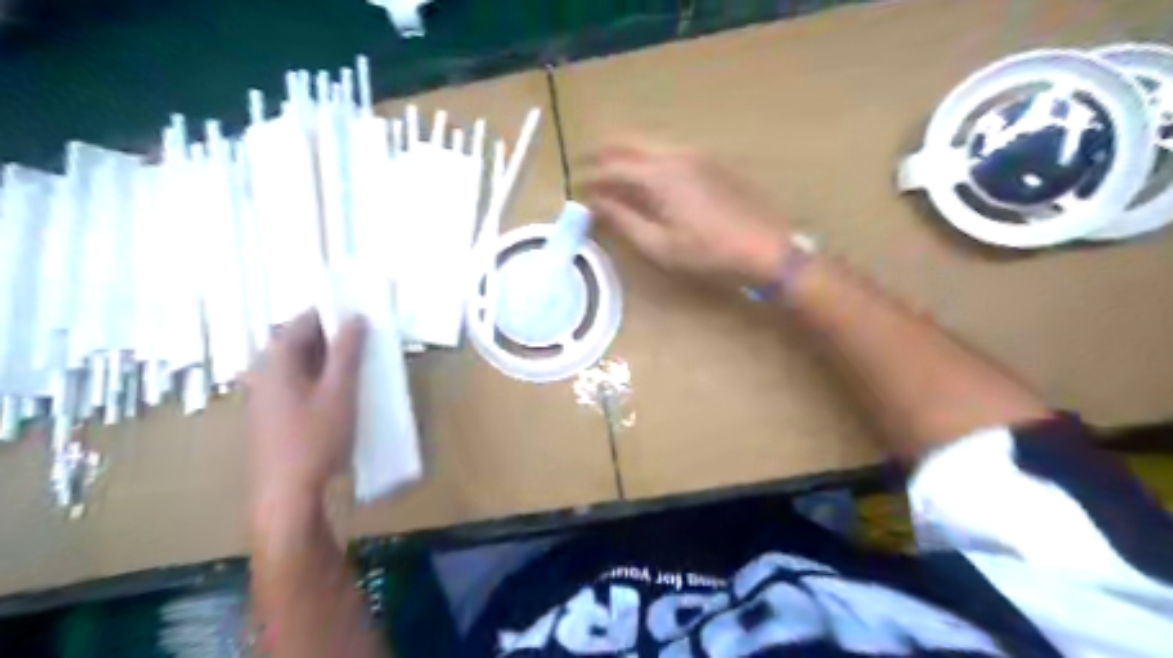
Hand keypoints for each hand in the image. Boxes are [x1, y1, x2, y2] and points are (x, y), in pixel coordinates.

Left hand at [242, 312, 361, 506]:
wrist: (288, 496)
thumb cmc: (316, 439)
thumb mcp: (340, 391)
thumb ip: (348, 352)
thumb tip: (355, 318)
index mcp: (276, 363)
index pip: (300, 323)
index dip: (328, 313)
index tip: (357, 311)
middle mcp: (264, 375)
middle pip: (296, 342)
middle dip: (330, 335)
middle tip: (363, 336)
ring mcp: (266, 398)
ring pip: (298, 365)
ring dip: (327, 357)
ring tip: (358, 360)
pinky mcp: (274, 417)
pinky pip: (297, 384)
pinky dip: (320, 377)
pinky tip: (341, 390)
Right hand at [583, 140, 791, 286]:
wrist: (766, 248)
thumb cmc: (708, 253)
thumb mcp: (659, 245)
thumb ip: (624, 221)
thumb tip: (596, 203)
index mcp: (660, 175)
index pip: (612, 167)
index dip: (589, 176)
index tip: (574, 186)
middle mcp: (675, 155)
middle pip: (629, 144)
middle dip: (604, 154)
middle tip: (586, 169)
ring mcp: (696, 155)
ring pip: (650, 145)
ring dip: (626, 156)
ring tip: (612, 176)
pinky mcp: (711, 163)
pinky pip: (669, 153)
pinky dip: (648, 161)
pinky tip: (647, 180)